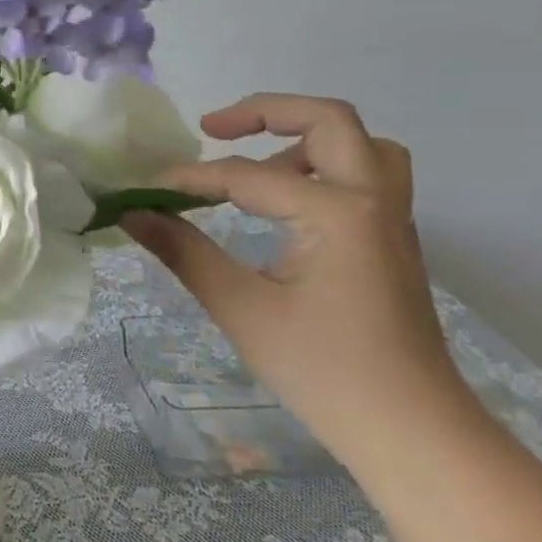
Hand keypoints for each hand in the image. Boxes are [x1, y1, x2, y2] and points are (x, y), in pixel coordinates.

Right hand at [123, 93, 472, 468]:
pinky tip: (282, 205)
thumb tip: (131, 214)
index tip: (143, 191)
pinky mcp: (390, 242)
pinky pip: (364, 178)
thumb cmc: (322, 369)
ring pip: (361, 146)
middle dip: (265, 113)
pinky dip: (322, 169)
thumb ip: (183, 252)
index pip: (245, 176)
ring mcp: (390, 220)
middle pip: (329, 121)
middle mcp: (372, 200)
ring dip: (305, 138)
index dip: (187, 179)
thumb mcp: (240, 307)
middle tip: (210, 129)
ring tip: (254, 164)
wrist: (410, 428)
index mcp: (337, 212)